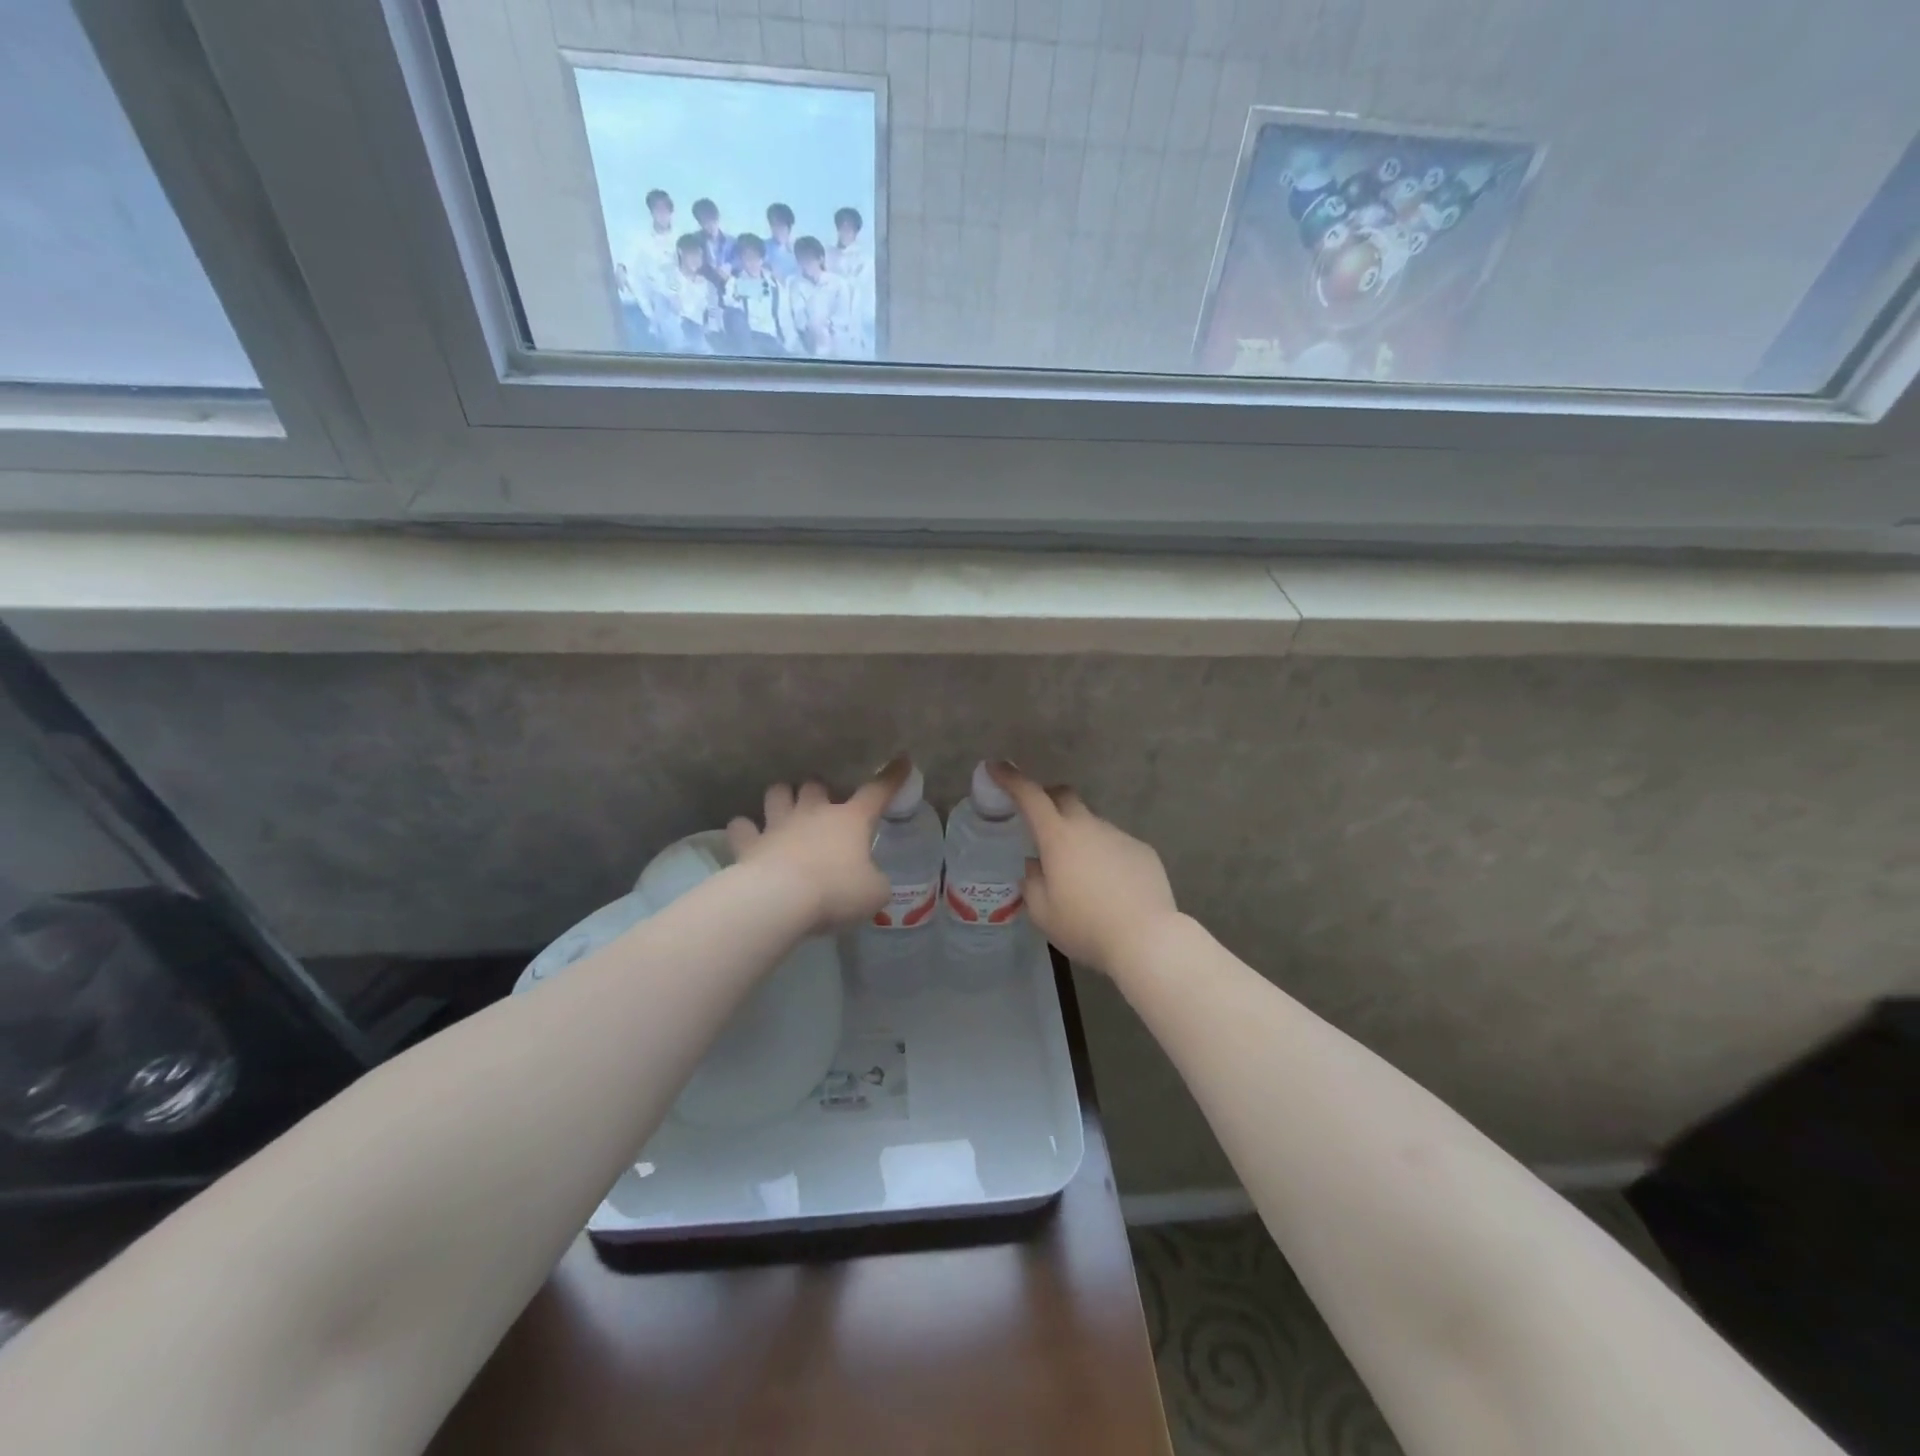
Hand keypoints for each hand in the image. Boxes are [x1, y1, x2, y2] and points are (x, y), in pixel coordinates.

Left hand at [726, 759, 908, 933]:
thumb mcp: (874, 893)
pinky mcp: (749, 844)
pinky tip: (748, 836)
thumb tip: (871, 882)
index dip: (891, 777)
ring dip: (781, 798)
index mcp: (850, 820)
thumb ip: (875, 882)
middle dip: (819, 789)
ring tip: (784, 808)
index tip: (901, 761)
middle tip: (822, 802)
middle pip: (815, 785)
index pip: (877, 791)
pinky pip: (742, 827)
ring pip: (776, 793)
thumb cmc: (837, 891)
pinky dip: (745, 830)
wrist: (781, 900)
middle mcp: (813, 813)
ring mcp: (778, 825)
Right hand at [989, 764, 1178, 977]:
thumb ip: (1032, 883)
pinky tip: (1109, 886)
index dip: (1011, 778)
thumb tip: (1036, 865)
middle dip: (1048, 798)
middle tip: (1039, 819)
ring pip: (1091, 824)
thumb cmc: (1086, 926)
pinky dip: (1104, 855)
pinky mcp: (1143, 851)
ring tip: (1080, 873)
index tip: (996, 767)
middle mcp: (1089, 827)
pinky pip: (1115, 844)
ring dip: (1079, 836)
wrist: (1147, 939)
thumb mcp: (1043, 913)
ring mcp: (1119, 836)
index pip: (1030, 796)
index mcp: (1058, 838)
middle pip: (1064, 796)